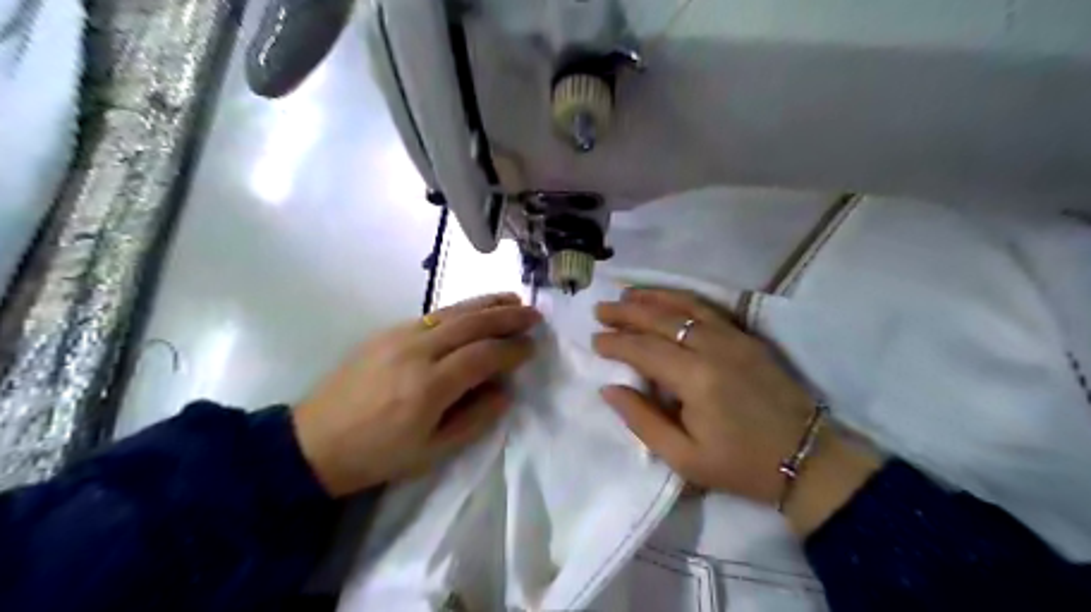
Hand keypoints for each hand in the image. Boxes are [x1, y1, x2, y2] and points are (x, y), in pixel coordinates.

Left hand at [294, 293, 540, 498]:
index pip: (483, 356)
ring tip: (513, 301)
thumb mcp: (433, 453)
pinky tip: (475, 310)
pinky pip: (433, 314)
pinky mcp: (387, 331)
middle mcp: (416, 351)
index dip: (512, 350)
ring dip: (487, 304)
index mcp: (429, 387)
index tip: (533, 348)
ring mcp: (399, 336)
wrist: (314, 442)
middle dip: (508, 317)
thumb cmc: (378, 455)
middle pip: (472, 324)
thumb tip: (505, 390)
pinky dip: (462, 308)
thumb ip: (475, 419)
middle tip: (535, 315)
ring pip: (453, 311)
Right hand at [594, 289, 879, 533]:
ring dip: (652, 297)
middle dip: (626, 312)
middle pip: (660, 320)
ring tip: (626, 294)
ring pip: (684, 306)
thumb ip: (642, 420)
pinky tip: (666, 298)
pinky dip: (682, 298)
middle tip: (600, 310)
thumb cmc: (740, 464)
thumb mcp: (684, 457)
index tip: (594, 340)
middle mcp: (713, 347)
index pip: (644, 349)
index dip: (616, 343)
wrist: (807, 457)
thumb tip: (609, 389)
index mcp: (695, 379)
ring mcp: (733, 337)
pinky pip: (708, 308)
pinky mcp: (747, 336)